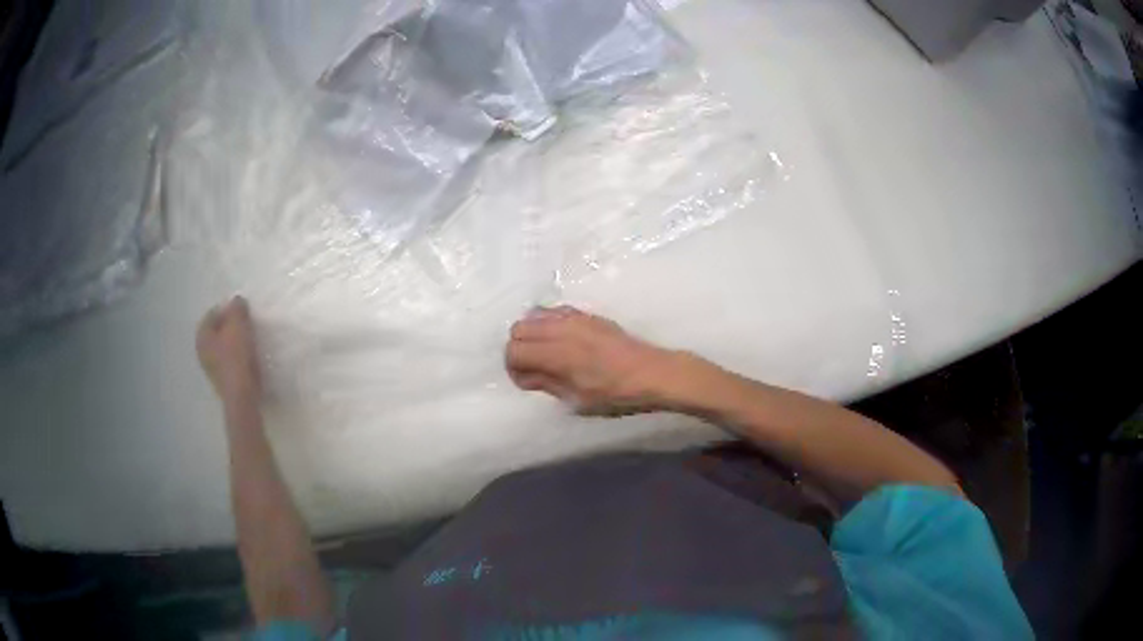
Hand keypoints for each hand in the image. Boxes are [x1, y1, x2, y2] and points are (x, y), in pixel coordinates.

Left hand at [197, 296, 262, 405]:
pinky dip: (236, 355)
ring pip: (223, 346)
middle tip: (246, 323)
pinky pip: (228, 360)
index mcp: (202, 336)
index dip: (227, 309)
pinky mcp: (222, 379)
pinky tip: (248, 356)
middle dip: (230, 325)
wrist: (242, 396)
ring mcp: (211, 368)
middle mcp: (202, 351)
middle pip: (217, 331)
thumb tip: (237, 300)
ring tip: (249, 339)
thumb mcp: (238, 326)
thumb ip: (237, 310)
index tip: (242, 310)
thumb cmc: (236, 357)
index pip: (212, 314)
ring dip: (234, 341)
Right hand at [506, 306, 678, 415]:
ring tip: (546, 353)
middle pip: (518, 329)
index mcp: (557, 354)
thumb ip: (546, 383)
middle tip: (534, 368)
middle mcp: (561, 329)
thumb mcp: (578, 400)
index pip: (513, 350)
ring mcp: (574, 317)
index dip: (514, 368)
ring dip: (532, 334)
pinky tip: (561, 340)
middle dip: (519, 349)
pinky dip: (547, 323)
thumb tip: (525, 375)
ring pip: (533, 316)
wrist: (652, 373)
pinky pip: (554, 310)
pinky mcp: (586, 314)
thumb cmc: (616, 395)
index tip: (527, 381)